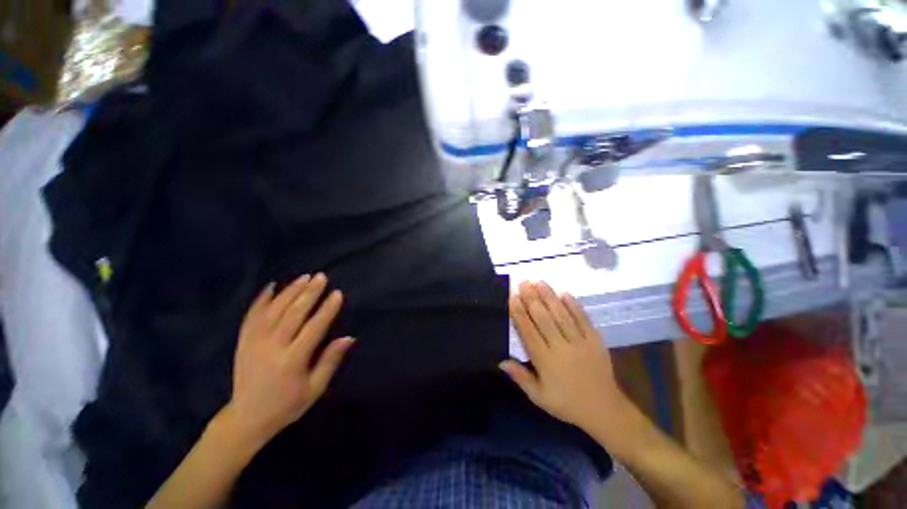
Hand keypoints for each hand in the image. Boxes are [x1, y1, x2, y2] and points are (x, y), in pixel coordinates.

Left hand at [223, 273, 354, 443]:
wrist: (246, 418)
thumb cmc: (287, 404)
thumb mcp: (315, 388)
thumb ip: (330, 361)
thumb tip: (348, 337)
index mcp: (292, 361)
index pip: (314, 328)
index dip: (327, 309)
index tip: (337, 293)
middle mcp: (271, 348)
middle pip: (293, 314)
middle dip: (309, 293)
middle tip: (321, 277)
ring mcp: (253, 343)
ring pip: (273, 310)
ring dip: (290, 291)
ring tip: (304, 277)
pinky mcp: (243, 342)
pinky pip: (251, 316)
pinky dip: (262, 299)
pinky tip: (272, 286)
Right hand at [500, 281, 627, 433]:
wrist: (605, 410)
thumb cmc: (566, 403)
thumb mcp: (539, 397)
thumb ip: (520, 377)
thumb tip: (500, 360)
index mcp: (546, 361)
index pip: (528, 331)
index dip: (519, 313)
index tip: (512, 297)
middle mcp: (561, 348)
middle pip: (543, 318)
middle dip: (531, 298)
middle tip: (523, 281)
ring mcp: (580, 342)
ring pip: (561, 315)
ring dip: (549, 296)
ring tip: (539, 281)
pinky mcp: (595, 340)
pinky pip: (583, 319)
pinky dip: (574, 305)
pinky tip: (564, 292)